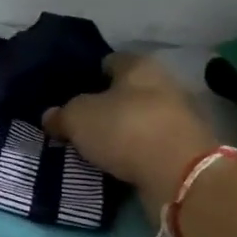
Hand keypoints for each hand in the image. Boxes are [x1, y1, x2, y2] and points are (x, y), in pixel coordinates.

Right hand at [42, 54, 218, 210]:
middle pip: (126, 91)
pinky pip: (150, 145)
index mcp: (139, 65)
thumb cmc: (125, 129)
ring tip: (95, 147)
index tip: (69, 95)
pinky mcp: (186, 148)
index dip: (87, 76)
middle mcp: (163, 83)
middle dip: (105, 106)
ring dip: (121, 131)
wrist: (180, 175)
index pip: (108, 61)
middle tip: (79, 123)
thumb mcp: (78, 118)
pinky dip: (135, 152)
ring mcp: (179, 117)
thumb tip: (50, 116)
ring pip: (139, 119)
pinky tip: (117, 164)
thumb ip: (61, 115)